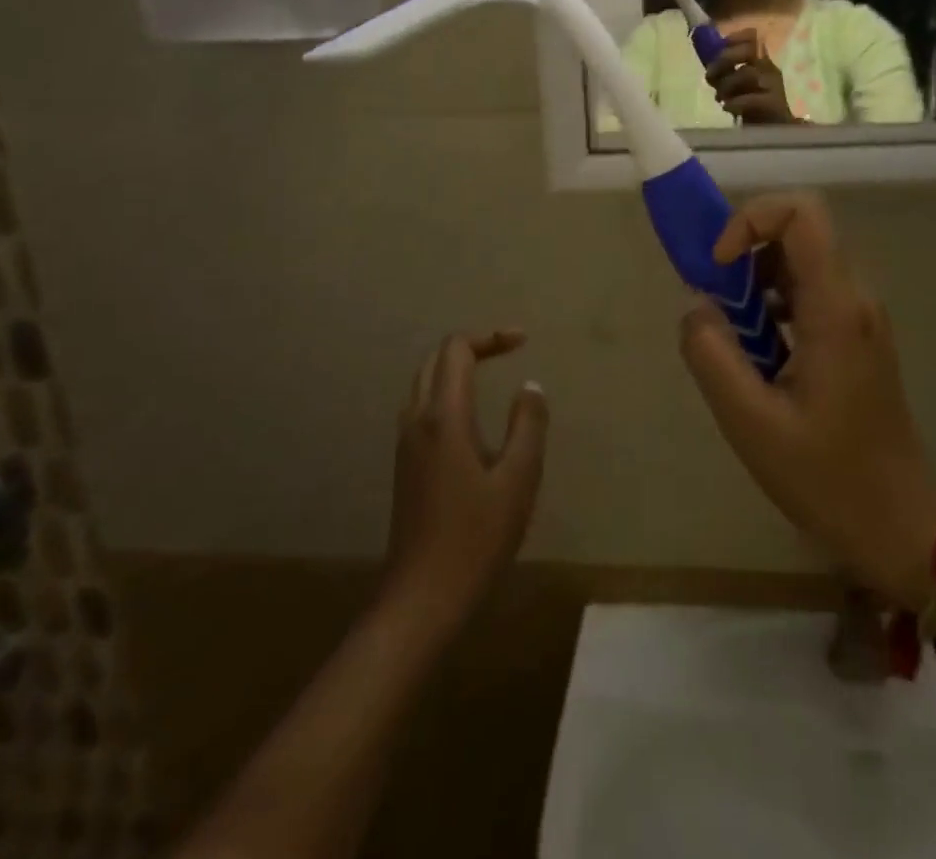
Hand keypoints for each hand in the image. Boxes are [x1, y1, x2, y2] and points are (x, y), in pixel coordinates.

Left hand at [384, 331, 547, 632]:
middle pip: (435, 360)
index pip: (457, 350)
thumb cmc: (476, 538)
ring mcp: (406, 444)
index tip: (523, 342)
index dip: (490, 337)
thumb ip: (528, 426)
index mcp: (445, 417)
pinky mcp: (406, 465)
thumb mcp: (518, 479)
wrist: (422, 598)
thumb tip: (530, 387)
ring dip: (456, 368)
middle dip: (472, 346)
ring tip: (492, 375)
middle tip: (509, 351)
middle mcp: (418, 420)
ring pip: (424, 383)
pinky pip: (423, 408)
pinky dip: (447, 392)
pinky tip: (472, 419)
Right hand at [677, 195, 935, 608]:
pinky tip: (759, 351)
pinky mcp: (856, 334)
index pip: (802, 213)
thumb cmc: (826, 477)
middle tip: (716, 301)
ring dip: (757, 280)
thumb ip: (712, 355)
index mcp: (836, 309)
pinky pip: (811, 290)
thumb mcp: (751, 422)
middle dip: (747, 250)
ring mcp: (860, 316)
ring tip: (733, 334)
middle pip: (800, 230)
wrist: (898, 523)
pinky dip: (773, 301)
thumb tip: (696, 306)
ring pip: (802, 260)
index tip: (719, 265)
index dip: (750, 220)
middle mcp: (855, 298)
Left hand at [706, 31, 796, 122]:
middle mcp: (769, 69)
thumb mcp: (736, 85)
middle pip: (750, 50)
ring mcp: (774, 86)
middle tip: (711, 76)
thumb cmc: (752, 106)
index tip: (720, 47)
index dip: (735, 38)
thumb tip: (707, 61)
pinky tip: (728, 108)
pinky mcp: (774, 105)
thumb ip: (724, 72)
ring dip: (727, 85)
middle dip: (725, 60)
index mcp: (760, 61)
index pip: (753, 37)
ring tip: (720, 98)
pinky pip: (752, 99)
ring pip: (748, 73)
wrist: (773, 132)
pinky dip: (735, 103)